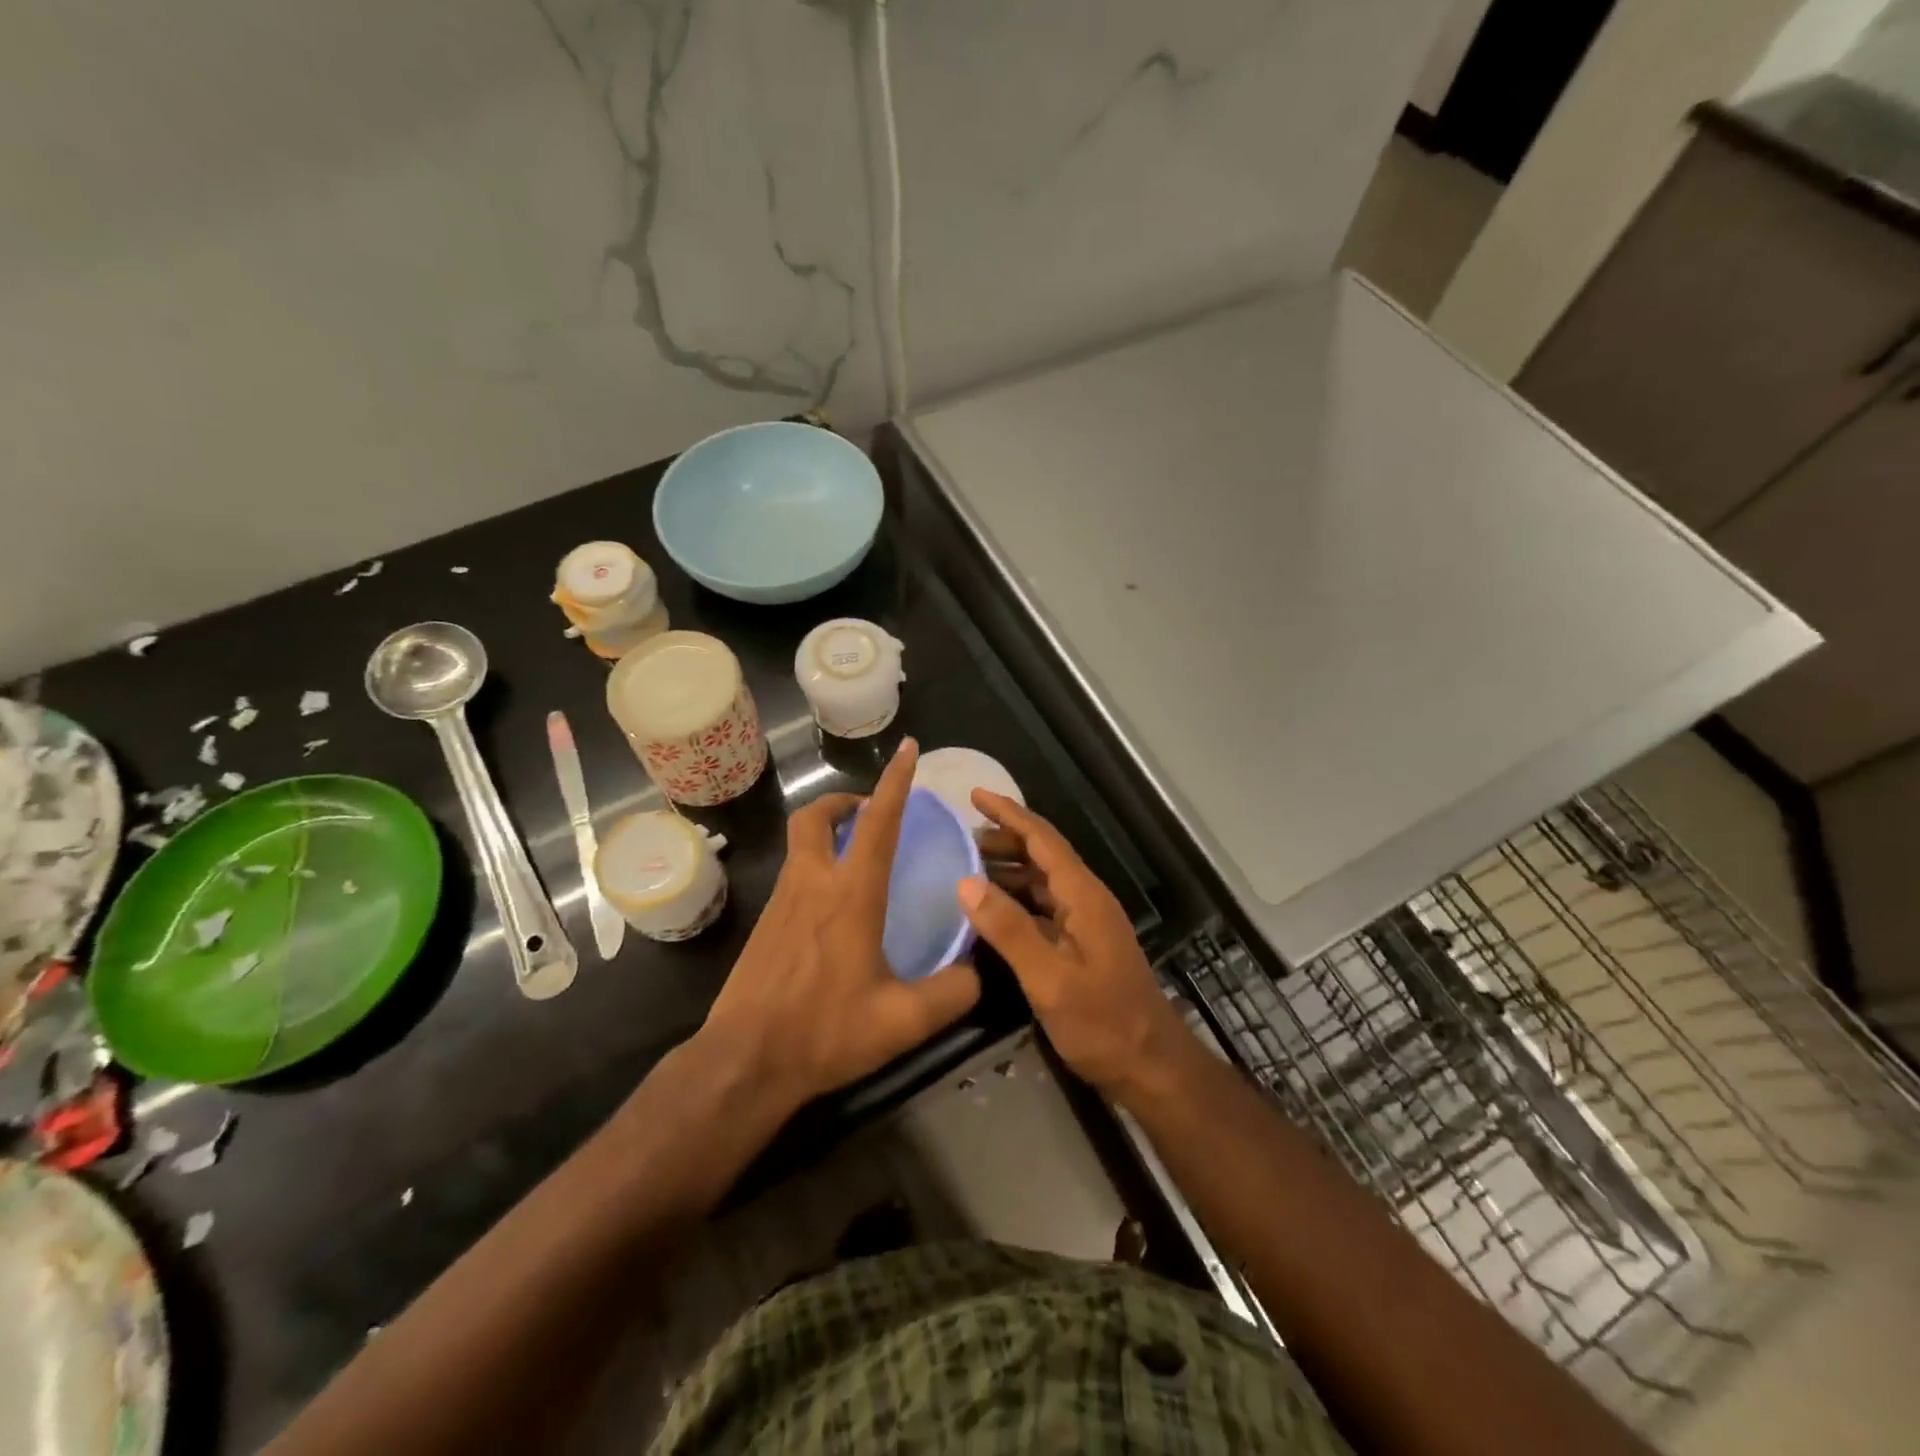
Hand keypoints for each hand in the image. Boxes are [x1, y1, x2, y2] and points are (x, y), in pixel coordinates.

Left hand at [700, 739, 980, 1113]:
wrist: (745, 1060)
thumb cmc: (825, 1031)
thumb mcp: (903, 1021)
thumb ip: (952, 993)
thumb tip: (977, 971)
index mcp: (850, 895)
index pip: (877, 823)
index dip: (895, 782)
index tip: (908, 748)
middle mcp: (812, 885)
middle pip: (816, 817)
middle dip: (843, 801)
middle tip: (868, 811)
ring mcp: (782, 903)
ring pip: (800, 843)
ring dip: (827, 831)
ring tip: (857, 853)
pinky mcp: (765, 925)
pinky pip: (793, 874)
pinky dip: (815, 865)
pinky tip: (834, 906)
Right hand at [959, 792, 1188, 1102]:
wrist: (1149, 1066)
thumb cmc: (1102, 1023)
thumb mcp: (1050, 979)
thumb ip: (1009, 930)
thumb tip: (965, 883)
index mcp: (1083, 896)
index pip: (1043, 840)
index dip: (1009, 814)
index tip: (974, 794)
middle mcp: (1086, 900)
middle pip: (1042, 856)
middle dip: (1003, 840)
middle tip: (959, 837)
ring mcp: (1085, 924)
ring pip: (1041, 883)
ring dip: (1007, 871)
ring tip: (966, 868)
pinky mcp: (1080, 946)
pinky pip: (1042, 909)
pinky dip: (1015, 901)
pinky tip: (990, 912)